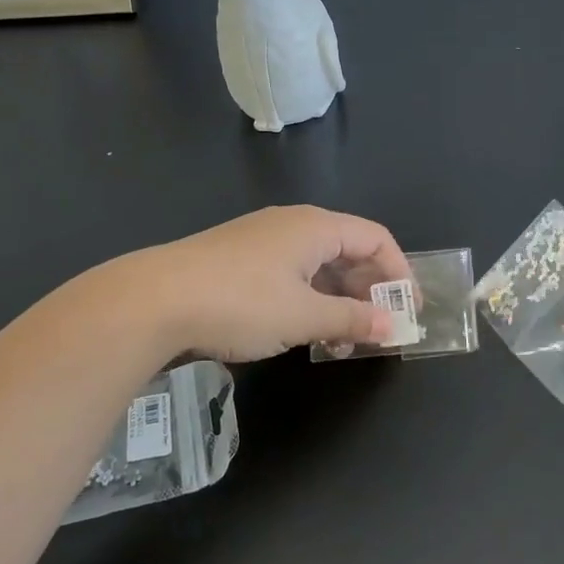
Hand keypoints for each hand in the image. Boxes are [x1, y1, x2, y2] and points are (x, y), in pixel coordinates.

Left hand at [125, 206, 411, 363]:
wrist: (153, 301)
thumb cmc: (241, 302)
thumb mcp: (304, 316)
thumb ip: (353, 320)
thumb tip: (394, 328)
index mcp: (316, 227)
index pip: (376, 238)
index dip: (399, 272)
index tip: (410, 311)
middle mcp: (292, 224)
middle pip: (349, 249)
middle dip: (370, 289)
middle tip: (380, 329)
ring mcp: (262, 240)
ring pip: (318, 265)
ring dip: (339, 299)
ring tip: (345, 339)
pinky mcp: (239, 260)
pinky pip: (292, 274)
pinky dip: (310, 300)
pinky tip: (306, 331)